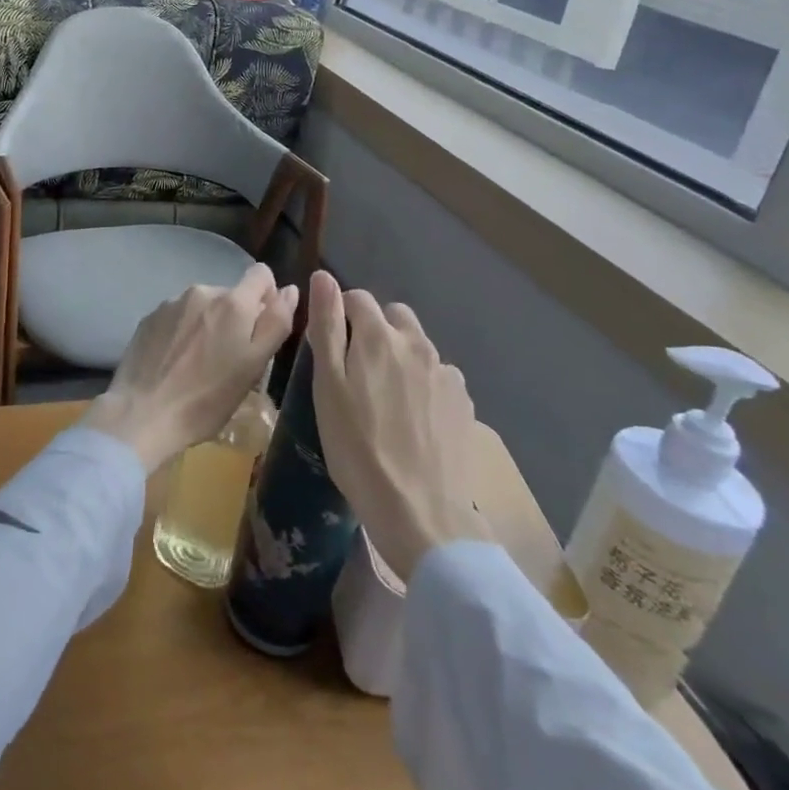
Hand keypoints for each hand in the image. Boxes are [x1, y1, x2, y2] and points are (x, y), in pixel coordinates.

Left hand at [82, 264, 298, 472]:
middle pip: (231, 295)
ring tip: (200, 364)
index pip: (261, 274)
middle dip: (237, 319)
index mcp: (233, 302)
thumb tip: (290, 289)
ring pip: (203, 307)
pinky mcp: (149, 318)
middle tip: (230, 360)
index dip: (268, 297)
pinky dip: (183, 333)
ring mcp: (171, 303)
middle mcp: (202, 291)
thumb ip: (276, 323)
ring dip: (209, 325)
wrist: (142, 413)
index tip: (262, 329)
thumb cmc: (207, 398)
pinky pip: (178, 317)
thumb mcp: (254, 366)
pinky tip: (176, 362)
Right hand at [307, 270, 488, 582]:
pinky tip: (414, 421)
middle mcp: (418, 344)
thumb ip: (327, 327)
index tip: (333, 349)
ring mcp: (447, 374)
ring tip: (387, 402)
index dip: (341, 315)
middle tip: (358, 374)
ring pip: (418, 347)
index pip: (358, 298)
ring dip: (401, 358)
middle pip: (394, 317)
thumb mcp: (328, 387)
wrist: (420, 513)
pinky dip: (423, 386)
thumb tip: (323, 277)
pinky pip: (438, 377)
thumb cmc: (358, 448)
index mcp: (380, 336)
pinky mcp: (464, 403)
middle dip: (375, 331)